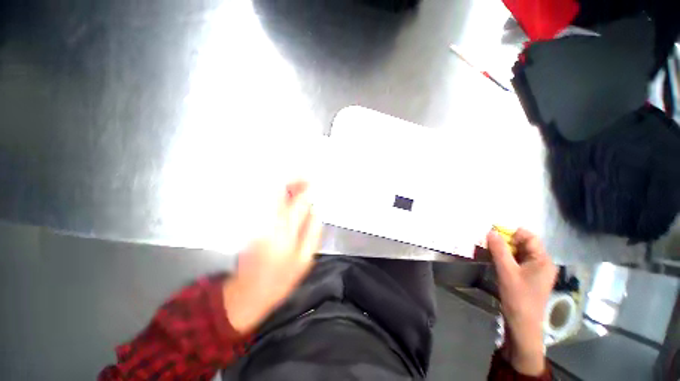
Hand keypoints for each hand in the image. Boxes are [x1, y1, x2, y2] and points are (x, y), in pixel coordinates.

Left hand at [223, 180, 321, 333]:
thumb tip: (315, 210)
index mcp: (284, 232)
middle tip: (306, 179)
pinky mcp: (252, 224)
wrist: (247, 293)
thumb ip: (312, 232)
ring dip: (286, 187)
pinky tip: (288, 198)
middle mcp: (268, 221)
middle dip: (293, 182)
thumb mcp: (304, 260)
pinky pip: (267, 203)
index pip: (297, 203)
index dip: (306, 191)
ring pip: (271, 196)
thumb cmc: (280, 280)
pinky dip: (279, 196)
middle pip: (279, 193)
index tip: (314, 183)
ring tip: (299, 185)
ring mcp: (257, 222)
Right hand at [487, 228, 556, 375]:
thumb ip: (499, 250)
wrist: (523, 323)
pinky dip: (507, 258)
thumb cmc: (518, 297)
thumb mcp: (506, 271)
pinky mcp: (530, 276)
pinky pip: (518, 261)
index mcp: (543, 259)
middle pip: (524, 243)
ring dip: (505, 250)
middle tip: (489, 244)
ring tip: (491, 252)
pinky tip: (497, 262)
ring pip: (520, 252)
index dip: (511, 233)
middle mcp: (543, 262)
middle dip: (506, 241)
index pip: (529, 236)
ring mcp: (537, 270)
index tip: (493, 235)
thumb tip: (490, 231)